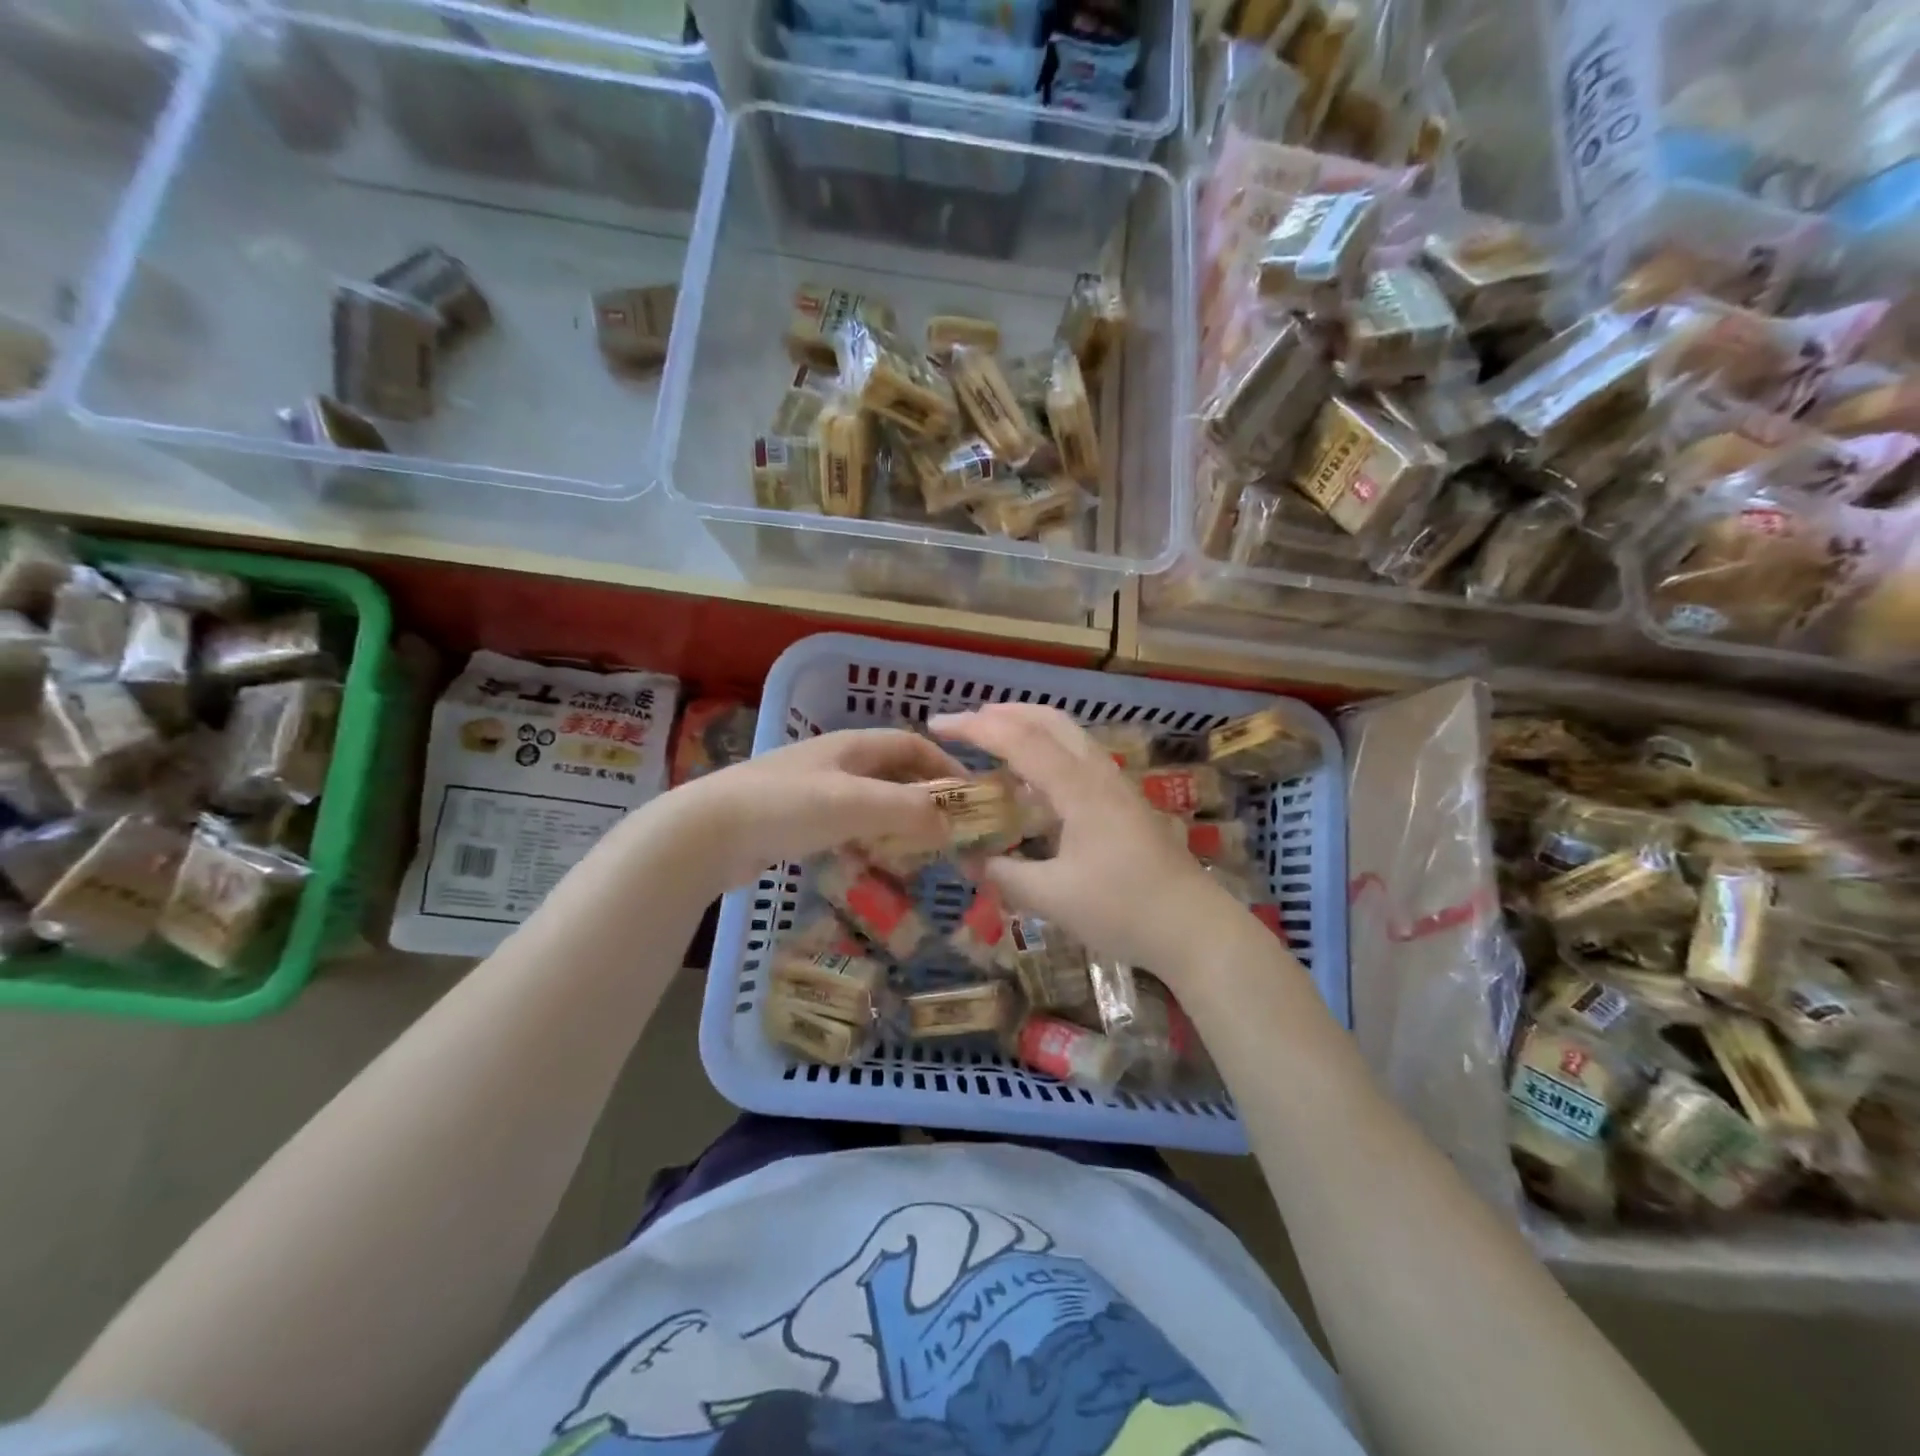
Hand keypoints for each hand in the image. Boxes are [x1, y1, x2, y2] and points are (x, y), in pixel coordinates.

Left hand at [644, 727, 962, 891]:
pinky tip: (871, 862)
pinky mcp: (792, 822)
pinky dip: (866, 839)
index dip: (944, 765)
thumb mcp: (856, 804)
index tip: (971, 796)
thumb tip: (953, 825)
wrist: (707, 832)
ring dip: (895, 820)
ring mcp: (810, 792)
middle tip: (949, 829)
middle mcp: (833, 762)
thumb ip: (909, 811)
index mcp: (851, 746)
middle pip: (891, 772)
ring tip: (919, 850)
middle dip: (923, 795)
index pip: (911, 744)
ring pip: (868, 801)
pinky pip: (843, 825)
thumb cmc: (787, 807)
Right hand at [929, 704, 1244, 983]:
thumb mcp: (1054, 898)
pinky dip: (1048, 753)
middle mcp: (1099, 775)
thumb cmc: (1124, 910)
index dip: (975, 728)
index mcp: (1079, 789)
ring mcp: (1117, 787)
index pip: (1020, 740)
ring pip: (1069, 737)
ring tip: (994, 743)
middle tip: (966, 723)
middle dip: (1004, 713)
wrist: (1195, 929)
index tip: (937, 724)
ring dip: (1029, 729)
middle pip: (1050, 721)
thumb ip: (1006, 875)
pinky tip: (1034, 784)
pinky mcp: (1126, 804)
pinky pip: (1079, 760)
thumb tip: (970, 861)